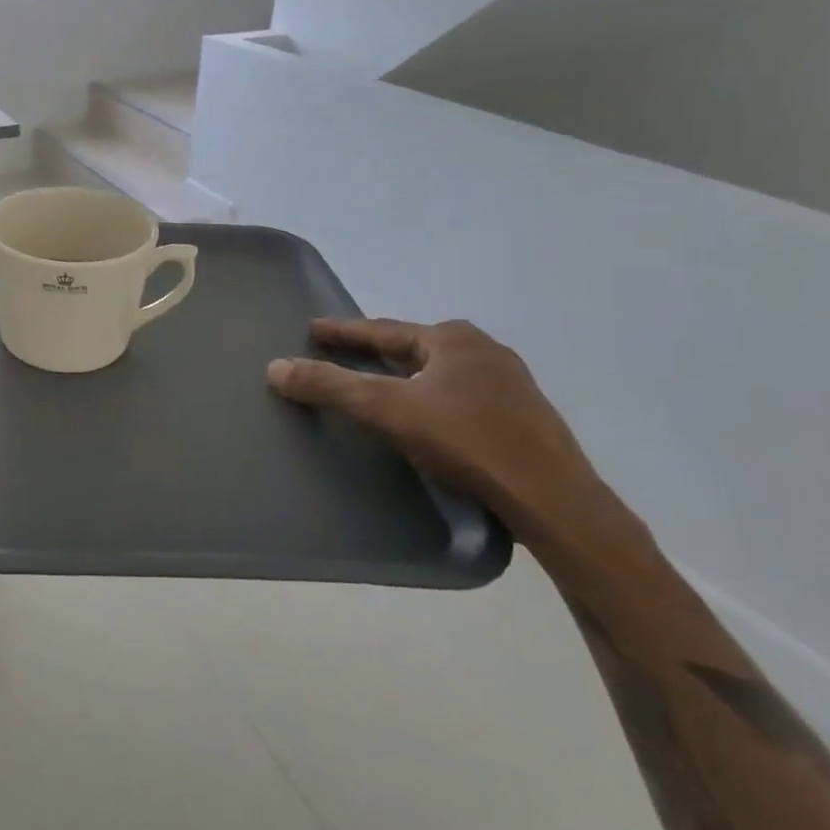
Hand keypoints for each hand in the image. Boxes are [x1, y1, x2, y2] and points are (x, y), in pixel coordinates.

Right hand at [267, 318, 622, 546]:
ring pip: (442, 372)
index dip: (343, 331)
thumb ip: (330, 386)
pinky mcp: (525, 418)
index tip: (313, 329)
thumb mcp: (387, 409)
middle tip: (345, 354)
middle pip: (414, 347)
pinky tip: (428, 418)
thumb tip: (275, 367)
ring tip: (382, 385)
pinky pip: (463, 396)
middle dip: (378, 351)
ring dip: (409, 376)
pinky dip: (434, 398)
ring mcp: (511, 384)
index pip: (383, 330)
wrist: (554, 500)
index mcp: (453, 339)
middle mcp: (485, 351)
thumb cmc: (466, 441)